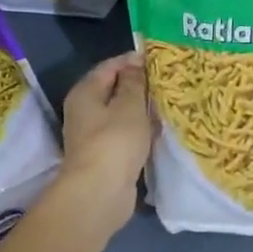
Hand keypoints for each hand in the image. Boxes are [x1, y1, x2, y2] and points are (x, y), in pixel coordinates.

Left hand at [57, 51, 150, 231]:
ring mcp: (93, 135)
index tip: (158, 59)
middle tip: (167, 80)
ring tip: (167, 102)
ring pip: (120, 113)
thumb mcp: (129, 105)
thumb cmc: (115, 141)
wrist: (100, 192)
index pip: (109, 67)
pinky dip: (140, 129)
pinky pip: (125, 134)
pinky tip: (159, 129)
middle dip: (138, 85)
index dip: (132, 60)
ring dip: (141, 109)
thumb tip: (134, 64)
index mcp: (85, 92)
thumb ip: (134, 83)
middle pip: (113, 90)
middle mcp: (84, 111)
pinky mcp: (105, 155)